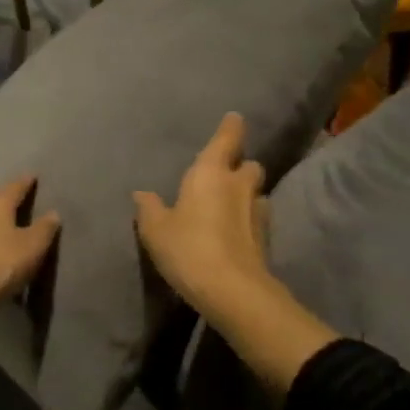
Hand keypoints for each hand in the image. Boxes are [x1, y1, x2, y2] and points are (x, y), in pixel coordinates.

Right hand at [133, 113, 271, 317]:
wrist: (232, 290)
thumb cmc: (189, 249)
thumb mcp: (156, 230)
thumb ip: (149, 208)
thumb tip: (142, 193)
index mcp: (211, 173)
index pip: (227, 138)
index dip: (231, 127)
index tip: (234, 119)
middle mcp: (239, 185)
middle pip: (250, 165)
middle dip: (241, 166)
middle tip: (226, 174)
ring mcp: (258, 211)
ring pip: (257, 192)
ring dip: (247, 195)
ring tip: (231, 206)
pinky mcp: (267, 238)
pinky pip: (259, 219)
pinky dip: (250, 220)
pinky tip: (237, 233)